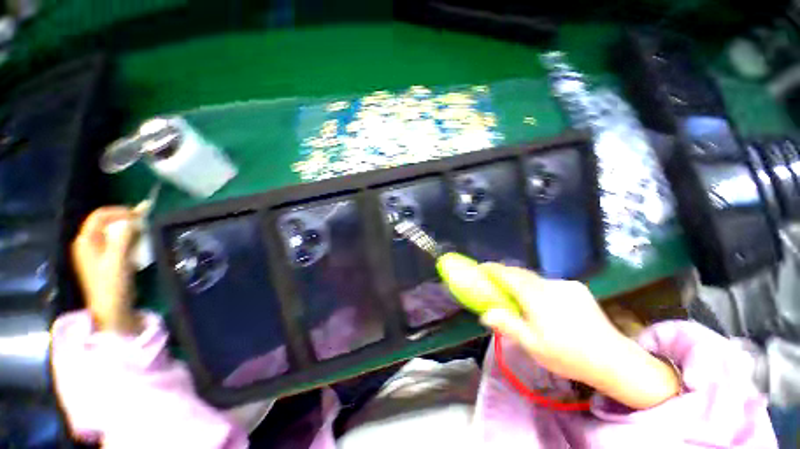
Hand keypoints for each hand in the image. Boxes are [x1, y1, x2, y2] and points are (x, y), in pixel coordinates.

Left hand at [71, 206, 141, 334]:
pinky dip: (127, 239)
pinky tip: (137, 244)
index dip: (120, 212)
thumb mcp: (118, 260)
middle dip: (125, 220)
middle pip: (106, 223)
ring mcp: (95, 253)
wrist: (111, 309)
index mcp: (86, 241)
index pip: (100, 216)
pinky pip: (115, 242)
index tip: (140, 215)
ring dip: (128, 230)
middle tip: (145, 222)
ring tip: (143, 232)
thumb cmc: (112, 284)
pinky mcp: (104, 260)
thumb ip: (123, 238)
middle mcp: (88, 244)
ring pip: (112, 232)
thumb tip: (133, 220)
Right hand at [479, 263, 679, 408]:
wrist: (614, 360)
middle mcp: (549, 284)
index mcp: (536, 296)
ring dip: (523, 282)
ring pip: (535, 278)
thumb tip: (485, 313)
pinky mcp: (577, 288)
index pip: (508, 275)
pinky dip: (539, 287)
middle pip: (521, 273)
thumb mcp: (532, 344)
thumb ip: (506, 324)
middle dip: (505, 274)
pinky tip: (545, 304)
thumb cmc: (567, 355)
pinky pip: (549, 283)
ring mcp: (565, 284)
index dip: (492, 269)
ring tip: (520, 297)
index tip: (481, 268)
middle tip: (496, 283)